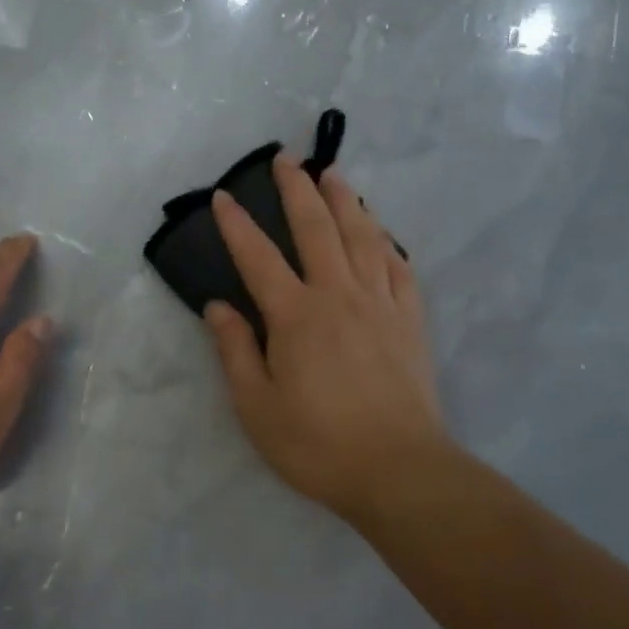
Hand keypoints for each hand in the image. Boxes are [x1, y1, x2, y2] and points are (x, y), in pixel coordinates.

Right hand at [206, 156, 447, 522]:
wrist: (398, 470)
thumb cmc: (317, 443)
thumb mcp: (256, 406)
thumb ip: (236, 350)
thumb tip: (218, 307)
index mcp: (295, 316)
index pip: (258, 257)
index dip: (237, 225)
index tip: (222, 196)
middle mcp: (338, 295)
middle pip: (316, 229)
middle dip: (297, 189)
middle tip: (286, 158)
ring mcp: (380, 304)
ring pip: (362, 237)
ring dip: (345, 200)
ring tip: (333, 174)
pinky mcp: (410, 321)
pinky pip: (399, 267)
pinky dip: (386, 242)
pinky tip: (380, 232)